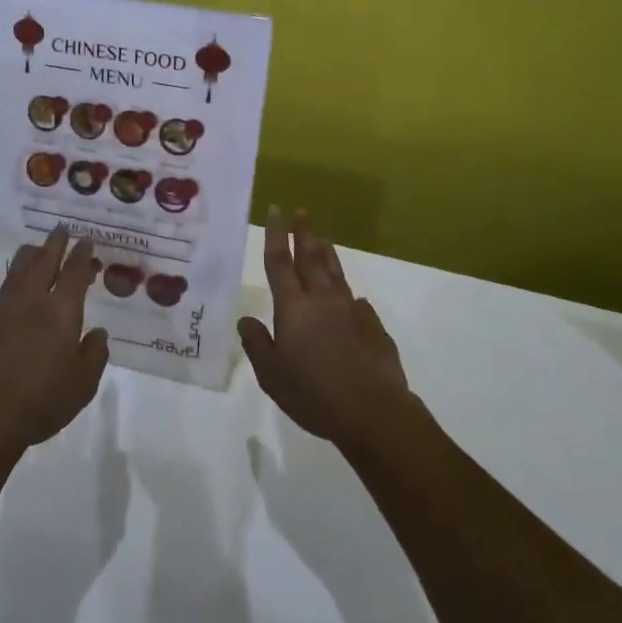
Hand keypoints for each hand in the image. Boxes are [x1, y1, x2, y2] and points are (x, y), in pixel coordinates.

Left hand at [0, 227, 109, 457]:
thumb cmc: (43, 400)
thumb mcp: (83, 383)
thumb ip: (94, 354)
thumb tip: (97, 333)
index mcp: (62, 311)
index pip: (75, 273)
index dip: (82, 254)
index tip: (86, 240)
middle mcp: (32, 301)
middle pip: (44, 263)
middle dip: (54, 244)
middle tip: (61, 229)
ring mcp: (1, 309)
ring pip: (14, 272)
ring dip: (25, 257)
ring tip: (31, 247)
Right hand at [239, 207, 411, 450]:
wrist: (374, 412)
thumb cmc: (314, 394)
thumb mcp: (272, 375)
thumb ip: (257, 344)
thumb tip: (247, 320)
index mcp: (294, 307)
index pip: (280, 262)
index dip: (275, 235)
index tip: (276, 210)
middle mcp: (322, 300)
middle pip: (311, 258)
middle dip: (303, 233)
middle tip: (301, 212)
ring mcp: (352, 311)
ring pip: (336, 274)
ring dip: (327, 254)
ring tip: (322, 239)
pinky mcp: (374, 327)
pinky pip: (357, 303)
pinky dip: (348, 294)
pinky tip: (351, 297)